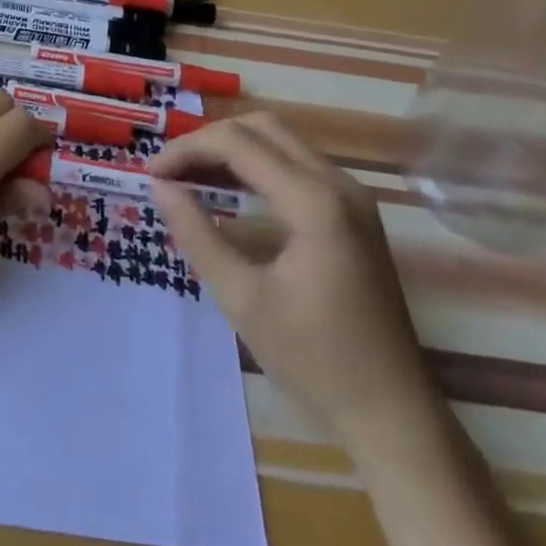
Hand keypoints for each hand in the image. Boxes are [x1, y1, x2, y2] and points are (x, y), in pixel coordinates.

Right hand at [151, 113, 435, 449]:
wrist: (395, 417)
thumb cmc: (315, 362)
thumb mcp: (243, 299)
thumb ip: (198, 234)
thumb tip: (160, 187)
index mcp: (314, 200)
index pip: (237, 143)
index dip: (187, 150)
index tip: (150, 174)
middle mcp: (338, 183)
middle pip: (261, 128)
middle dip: (209, 141)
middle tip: (170, 172)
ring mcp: (352, 196)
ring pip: (281, 142)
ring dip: (232, 150)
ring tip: (188, 178)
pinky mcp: (355, 213)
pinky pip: (297, 166)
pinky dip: (257, 166)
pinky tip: (229, 192)